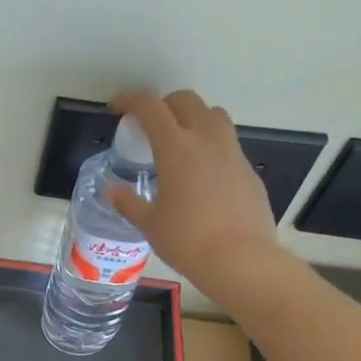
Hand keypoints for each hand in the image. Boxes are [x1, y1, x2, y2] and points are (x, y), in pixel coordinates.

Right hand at [108, 89, 286, 300]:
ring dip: (192, 118)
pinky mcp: (248, 169)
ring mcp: (232, 152)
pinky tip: (202, 175)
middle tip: (149, 126)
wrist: (240, 260)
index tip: (117, 108)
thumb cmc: (187, 241)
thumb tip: (112, 191)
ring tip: (180, 143)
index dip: (130, 100)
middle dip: (164, 105)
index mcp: (176, 148)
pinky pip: (227, 144)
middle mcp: (206, 139)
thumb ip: (129, 203)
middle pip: (185, 101)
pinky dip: (210, 146)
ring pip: (213, 115)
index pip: (150, 107)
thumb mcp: (149, 224)